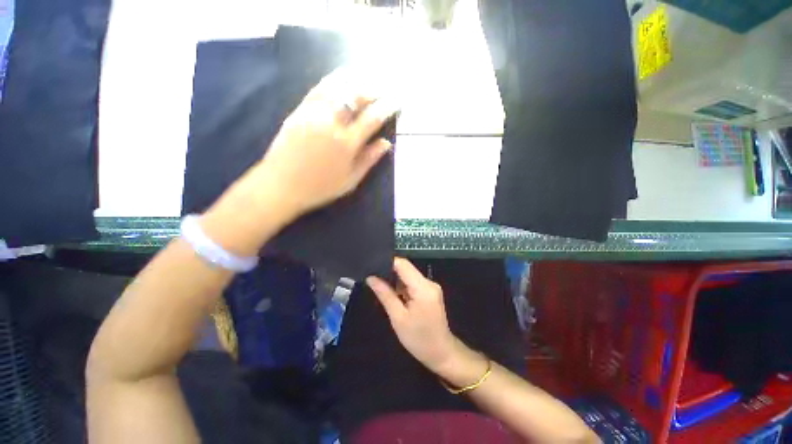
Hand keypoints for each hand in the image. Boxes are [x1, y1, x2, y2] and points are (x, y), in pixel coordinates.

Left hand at [255, 68, 397, 218]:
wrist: (281, 185)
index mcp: (347, 143)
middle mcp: (331, 123)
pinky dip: (334, 80)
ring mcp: (313, 113)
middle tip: (383, 91)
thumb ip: (369, 160)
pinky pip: (319, 88)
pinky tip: (342, 77)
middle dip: (374, 90)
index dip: (387, 107)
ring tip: (367, 80)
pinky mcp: (299, 110)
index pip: (372, 118)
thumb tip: (386, 143)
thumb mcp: (350, 180)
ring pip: (338, 87)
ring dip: (356, 81)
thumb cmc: (320, 188)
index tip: (397, 101)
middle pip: (356, 96)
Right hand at [367, 258, 459, 372]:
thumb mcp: (398, 317)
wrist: (442, 353)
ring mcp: (431, 286)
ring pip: (408, 275)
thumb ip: (385, 294)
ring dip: (395, 281)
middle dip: (389, 272)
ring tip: (380, 287)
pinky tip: (394, 296)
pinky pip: (413, 283)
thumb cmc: (419, 339)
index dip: (387, 262)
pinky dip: (402, 287)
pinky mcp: (430, 292)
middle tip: (372, 279)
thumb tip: (371, 277)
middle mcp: (429, 282)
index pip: (403, 264)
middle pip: (406, 268)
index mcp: (423, 287)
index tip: (372, 266)